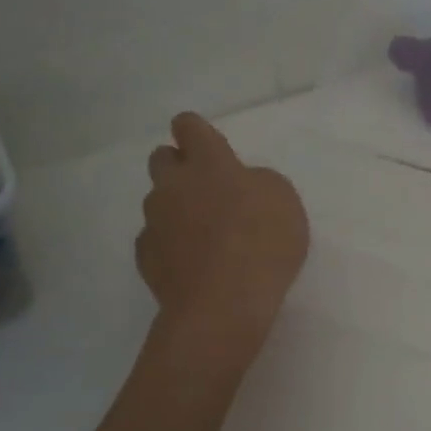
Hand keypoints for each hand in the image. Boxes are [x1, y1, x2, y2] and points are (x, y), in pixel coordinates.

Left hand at [134, 113, 308, 340]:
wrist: (222, 304)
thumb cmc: (263, 243)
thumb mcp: (284, 200)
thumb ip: (258, 182)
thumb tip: (242, 185)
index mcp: (209, 164)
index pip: (189, 127)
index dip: (196, 131)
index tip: (207, 143)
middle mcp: (173, 185)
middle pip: (162, 158)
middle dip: (179, 166)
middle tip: (207, 188)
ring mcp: (154, 221)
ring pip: (158, 201)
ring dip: (176, 207)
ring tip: (204, 234)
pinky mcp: (145, 257)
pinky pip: (155, 239)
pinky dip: (171, 244)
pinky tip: (192, 262)